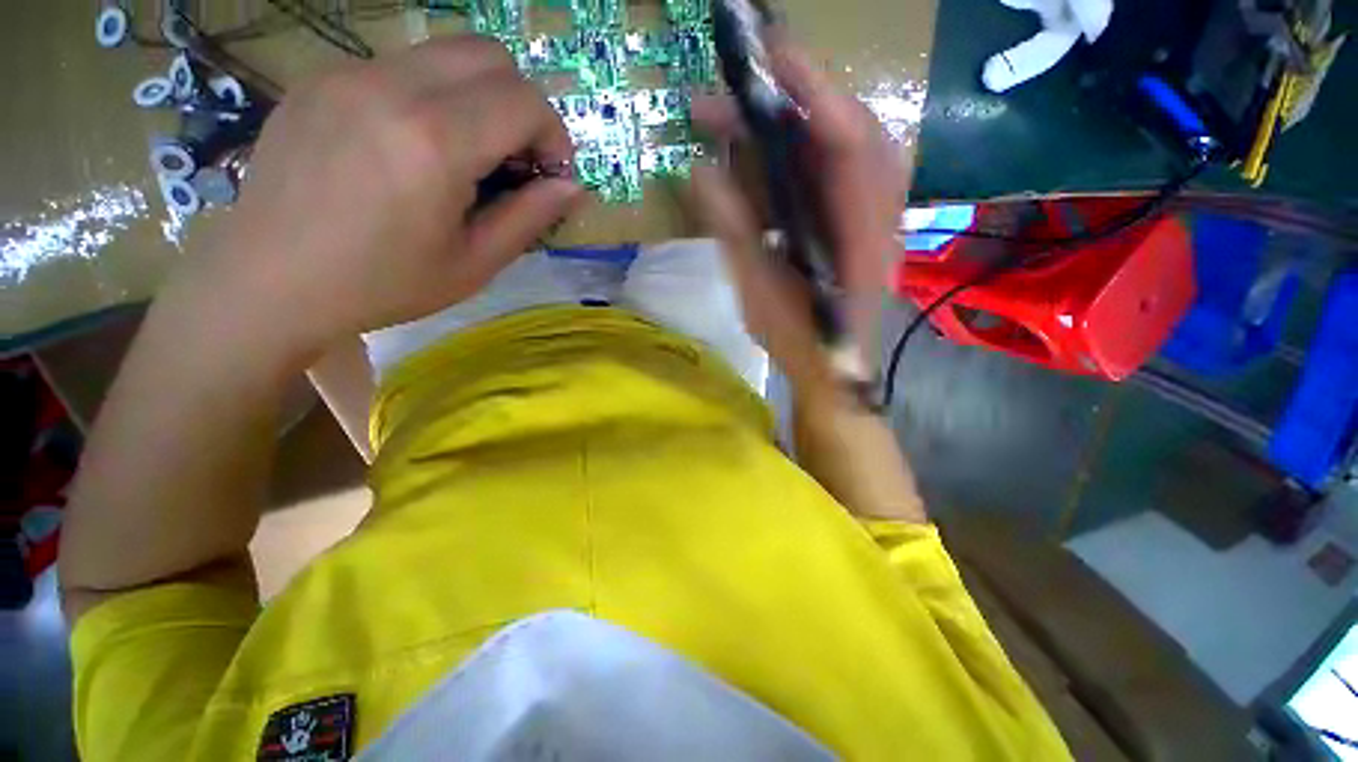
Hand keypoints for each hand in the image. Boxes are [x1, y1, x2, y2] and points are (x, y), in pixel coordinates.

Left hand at [177, 35, 583, 365]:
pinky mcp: (321, 77)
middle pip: (489, 55)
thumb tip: (573, 188)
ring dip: (478, 97)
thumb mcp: (474, 263)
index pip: (524, 101)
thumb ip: (529, 217)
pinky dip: (431, 97)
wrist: (269, 280)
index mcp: (434, 142)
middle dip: (521, 105)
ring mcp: (348, 73)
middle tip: (515, 158)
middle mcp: (391, 87)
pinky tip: (414, 147)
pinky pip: (400, 66)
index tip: (551, 174)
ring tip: (467, 153)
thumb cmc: (382, 283)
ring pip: (445, 53)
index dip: (554, 136)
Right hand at [689, 37, 904, 404]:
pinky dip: (799, 158)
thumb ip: (733, 230)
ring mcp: (872, 215)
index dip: (813, 90)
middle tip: (731, 99)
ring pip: (838, 150)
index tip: (769, 55)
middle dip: (787, 106)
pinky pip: (832, 175)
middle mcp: (877, 214)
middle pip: (844, 133)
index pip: (847, 141)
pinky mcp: (857, 222)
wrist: (833, 371)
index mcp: (860, 234)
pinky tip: (767, 159)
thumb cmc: (799, 343)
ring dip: (790, 131)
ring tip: (739, 126)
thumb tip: (697, 171)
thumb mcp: (759, 291)